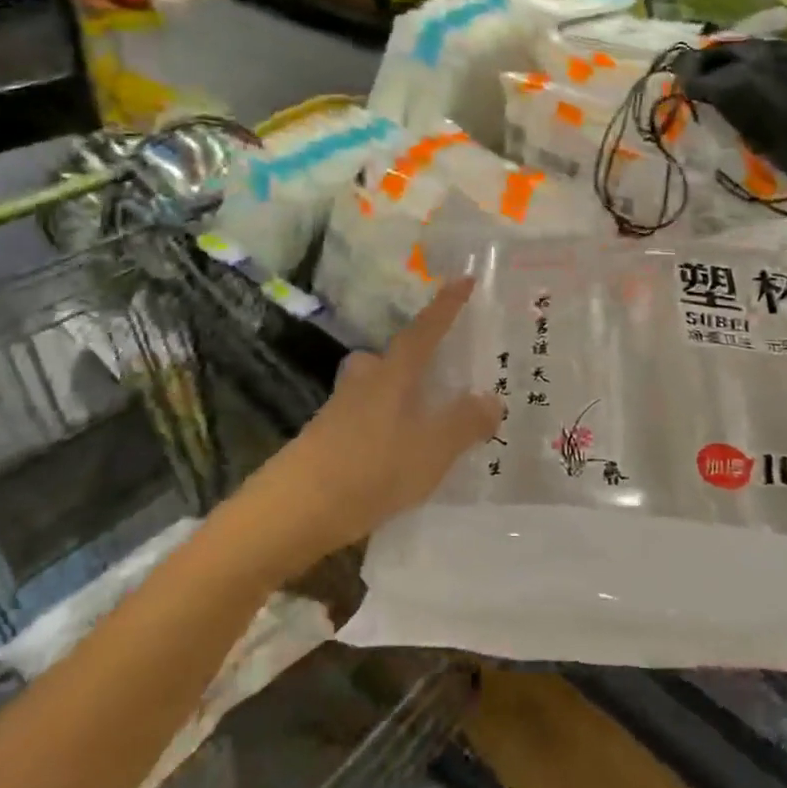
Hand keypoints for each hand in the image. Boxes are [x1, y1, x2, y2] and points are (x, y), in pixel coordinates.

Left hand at [233, 280, 500, 575]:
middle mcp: (365, 382)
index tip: (464, 278)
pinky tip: (397, 454)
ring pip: (376, 389)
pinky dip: (386, 426)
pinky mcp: (327, 439)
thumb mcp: (432, 450)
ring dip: (399, 395)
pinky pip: (366, 419)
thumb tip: (492, 399)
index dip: (447, 305)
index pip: (426, 330)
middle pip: (391, 357)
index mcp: (393, 374)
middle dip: (415, 358)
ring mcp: (341, 410)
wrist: (294, 509)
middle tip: (441, 370)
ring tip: (426, 419)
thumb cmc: (371, 469)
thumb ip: (464, 423)